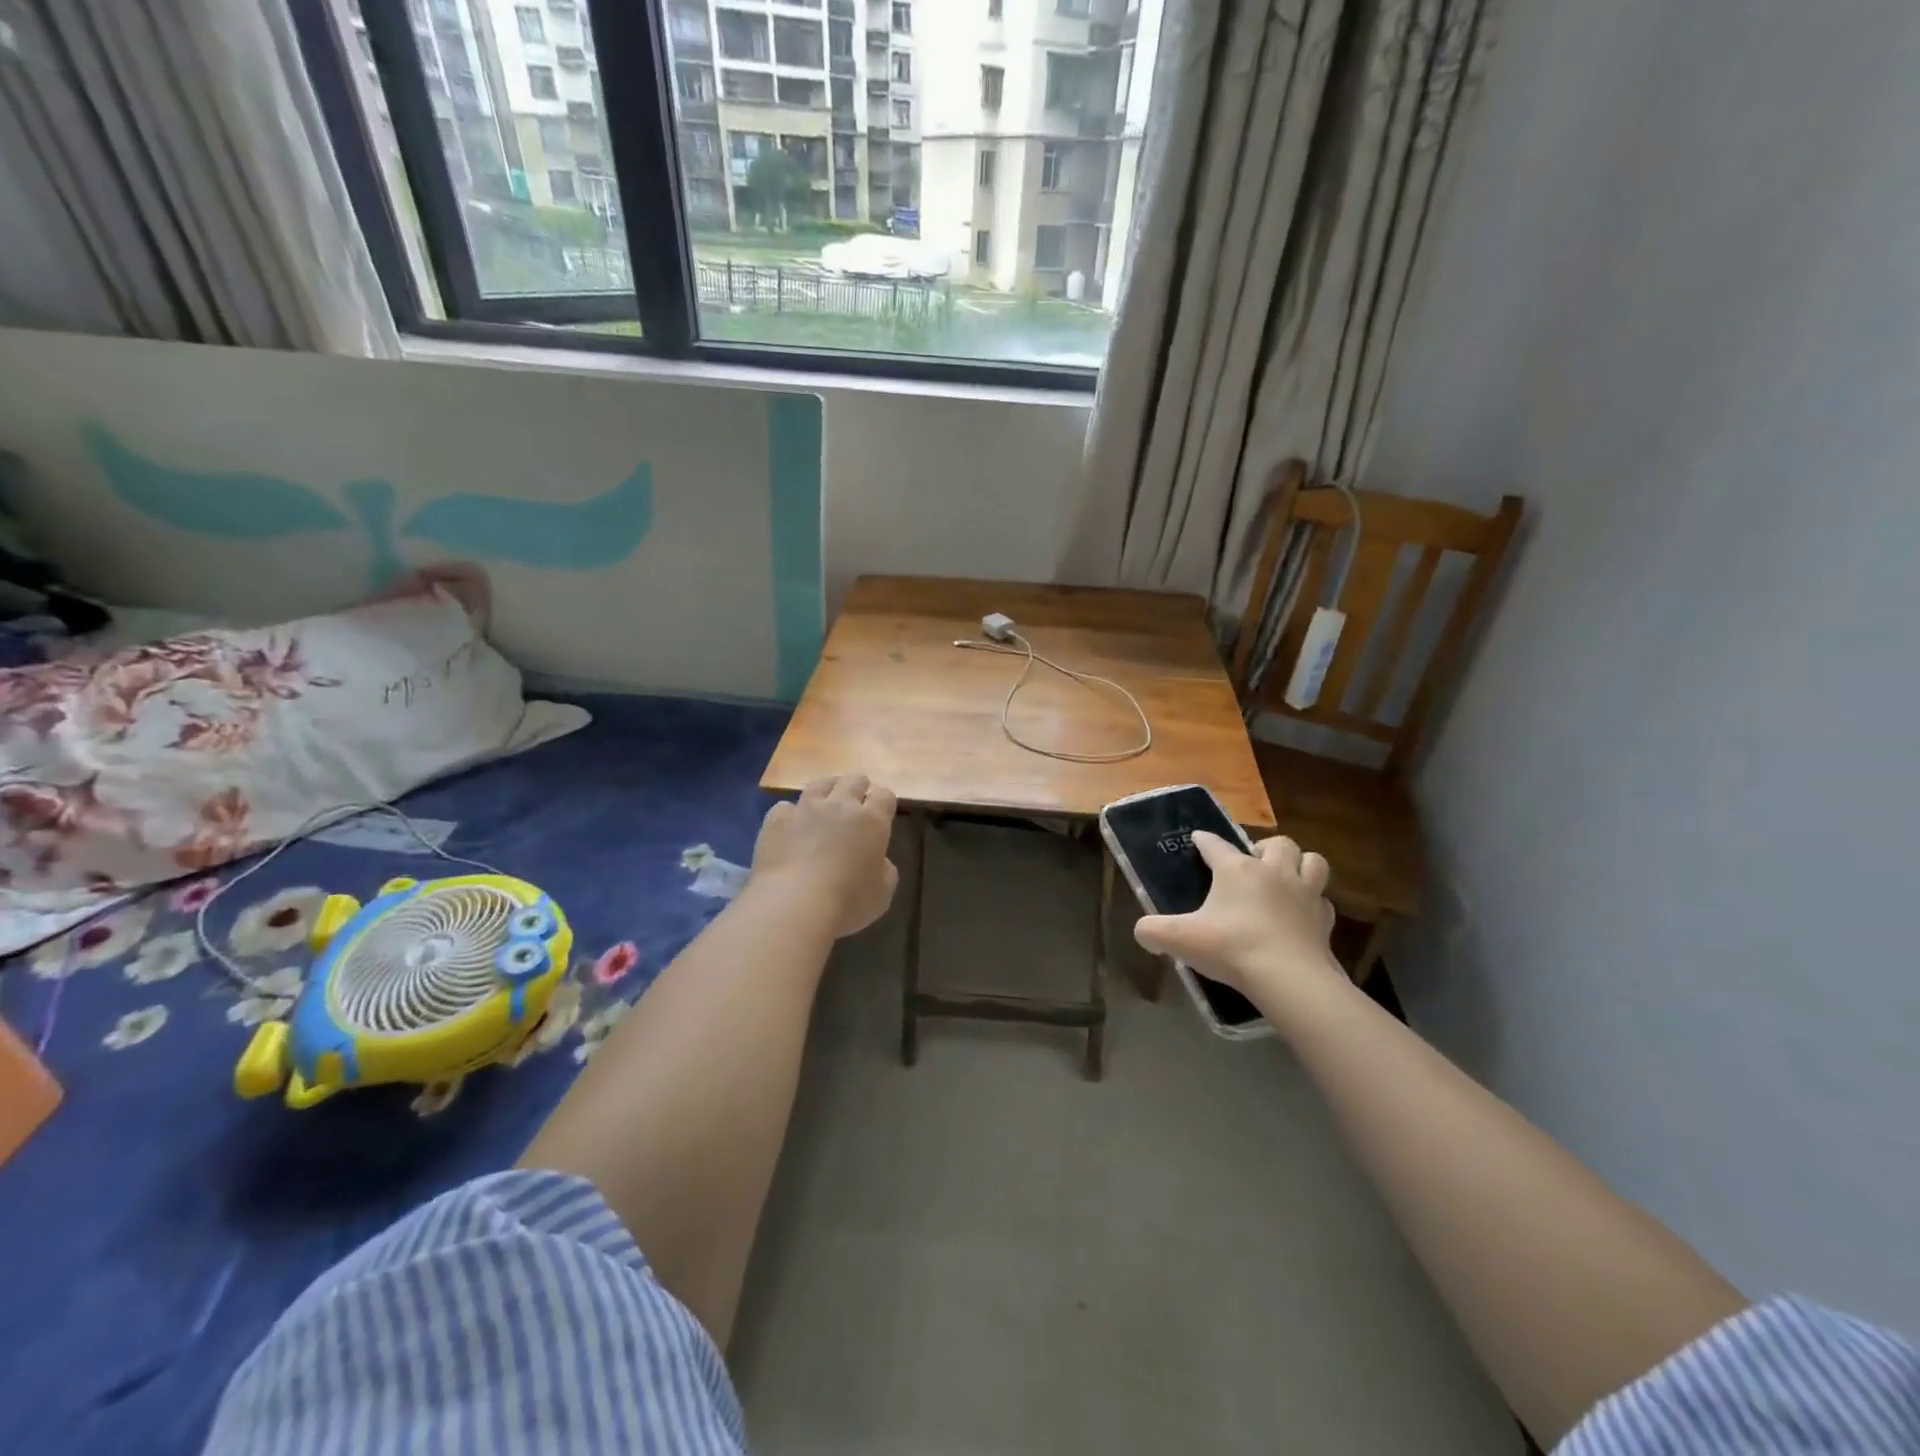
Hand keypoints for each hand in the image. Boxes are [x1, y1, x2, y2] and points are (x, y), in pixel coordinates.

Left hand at [751, 774, 898, 937]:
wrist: (793, 905)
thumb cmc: (847, 903)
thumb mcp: (882, 893)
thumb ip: (884, 869)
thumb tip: (877, 859)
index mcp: (872, 821)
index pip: (885, 795)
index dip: (884, 801)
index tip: (882, 813)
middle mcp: (841, 805)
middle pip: (854, 781)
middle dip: (858, 788)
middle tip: (856, 803)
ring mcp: (806, 808)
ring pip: (820, 784)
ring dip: (827, 790)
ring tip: (825, 804)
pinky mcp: (776, 819)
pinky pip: (786, 807)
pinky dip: (791, 815)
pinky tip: (790, 828)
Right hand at [1132, 832, 1344, 1018]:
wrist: (1288, 978)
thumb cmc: (1231, 947)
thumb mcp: (1179, 939)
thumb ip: (1153, 931)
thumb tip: (1142, 932)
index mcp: (1236, 869)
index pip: (1216, 844)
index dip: (1204, 841)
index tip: (1198, 839)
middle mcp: (1273, 872)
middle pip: (1277, 843)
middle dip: (1265, 847)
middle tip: (1254, 863)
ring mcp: (1305, 894)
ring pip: (1312, 861)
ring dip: (1300, 864)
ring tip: (1286, 878)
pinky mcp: (1324, 921)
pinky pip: (1323, 901)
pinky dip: (1314, 903)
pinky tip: (1302, 915)